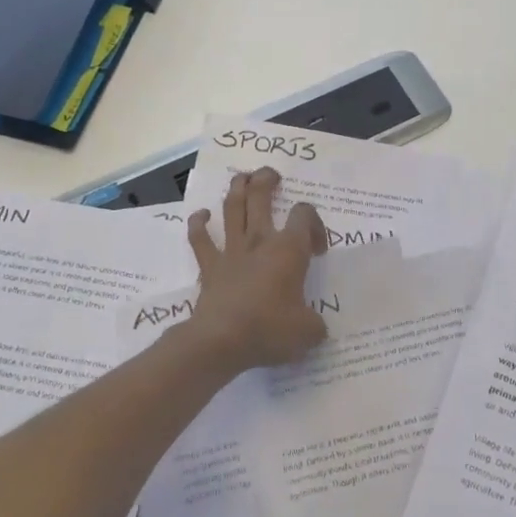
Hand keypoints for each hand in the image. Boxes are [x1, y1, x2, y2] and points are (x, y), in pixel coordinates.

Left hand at [184, 167, 328, 370]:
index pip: (304, 216)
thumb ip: (315, 324)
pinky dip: (198, 223)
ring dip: (236, 188)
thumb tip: (315, 326)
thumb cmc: (269, 330)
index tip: (317, 249)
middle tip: (271, 175)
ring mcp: (231, 250)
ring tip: (241, 177)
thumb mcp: (308, 332)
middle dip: (266, 180)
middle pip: (261, 196)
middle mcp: (259, 241)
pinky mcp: (209, 265)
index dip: (314, 224)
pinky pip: (200, 238)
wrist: (221, 340)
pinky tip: (201, 215)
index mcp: (288, 250)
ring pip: (232, 208)